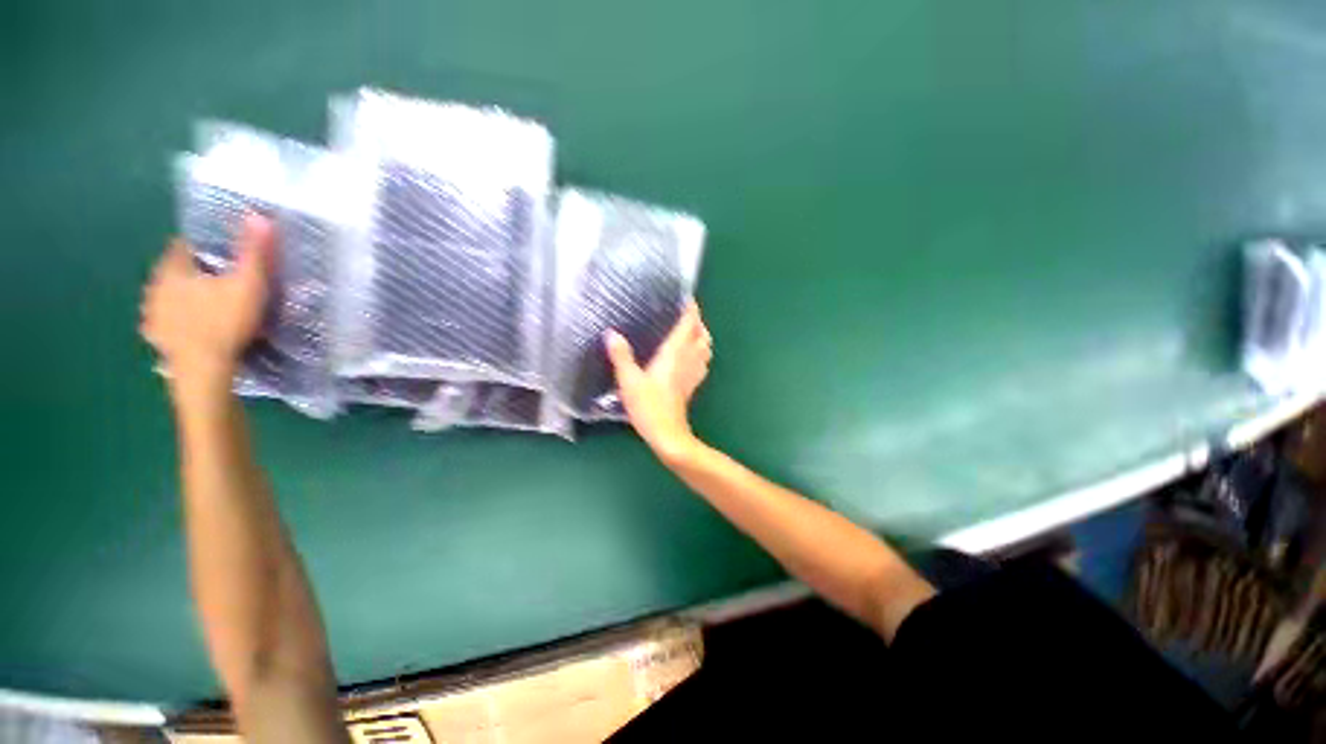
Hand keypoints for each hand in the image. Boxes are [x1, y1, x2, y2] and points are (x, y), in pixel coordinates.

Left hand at [140, 214, 274, 396]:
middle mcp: (155, 288)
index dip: (205, 246)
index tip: (226, 254)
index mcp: (172, 270)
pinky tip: (193, 328)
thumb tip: (259, 215)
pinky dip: (177, 320)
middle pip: (175, 271)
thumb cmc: (225, 323)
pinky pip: (166, 321)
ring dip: (184, 296)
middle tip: (221, 280)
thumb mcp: (248, 284)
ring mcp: (152, 316)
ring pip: (168, 296)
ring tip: (208, 305)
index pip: (184, 246)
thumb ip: (253, 252)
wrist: (204, 371)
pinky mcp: (157, 338)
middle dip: (195, 272)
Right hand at [605, 300, 712, 464]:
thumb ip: (621, 356)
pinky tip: (690, 357)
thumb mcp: (628, 380)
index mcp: (674, 353)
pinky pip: (703, 363)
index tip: (686, 298)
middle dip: (697, 321)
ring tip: (689, 332)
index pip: (689, 324)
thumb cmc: (648, 405)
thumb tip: (612, 334)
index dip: (691, 309)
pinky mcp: (693, 385)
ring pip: (706, 348)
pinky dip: (701, 353)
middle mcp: (688, 359)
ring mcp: (694, 373)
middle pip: (702, 334)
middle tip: (685, 314)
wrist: (667, 433)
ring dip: (701, 336)